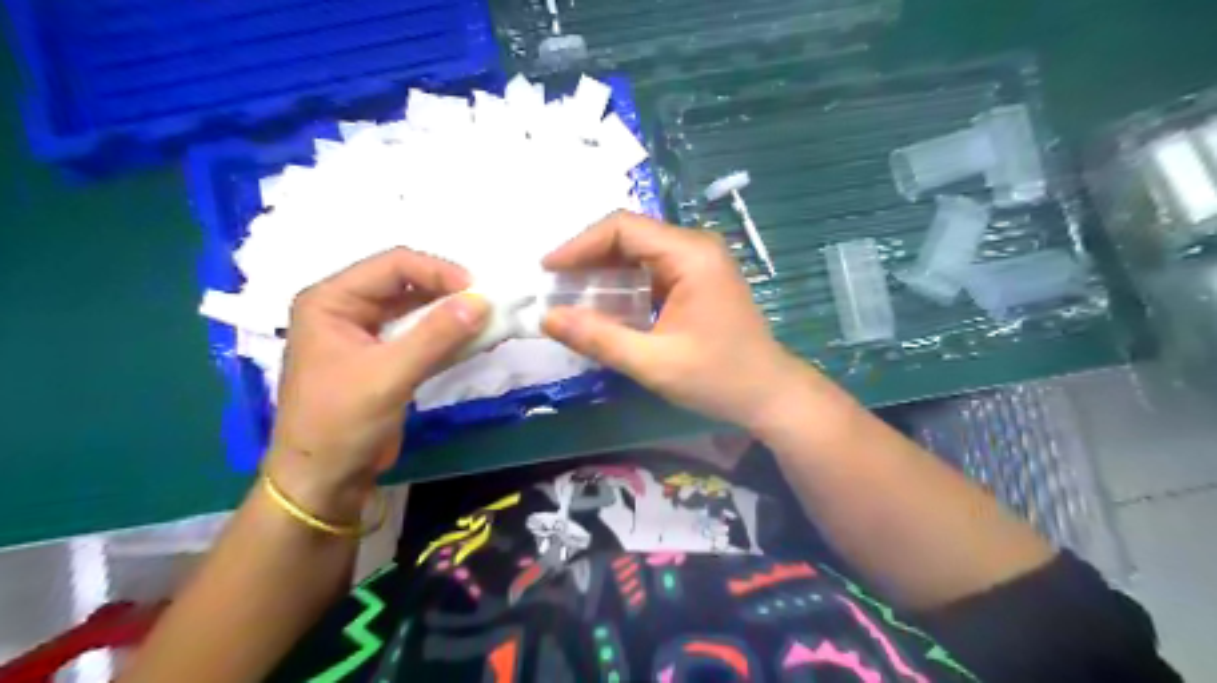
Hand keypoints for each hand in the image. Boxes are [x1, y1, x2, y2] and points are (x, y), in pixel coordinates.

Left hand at [270, 249, 489, 519]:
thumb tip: (481, 301)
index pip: (393, 265)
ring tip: (489, 320)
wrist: (325, 480)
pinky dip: (449, 336)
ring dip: (452, 314)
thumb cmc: (341, 423)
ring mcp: (368, 334)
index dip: (438, 271)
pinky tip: (476, 339)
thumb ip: (435, 336)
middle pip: (407, 283)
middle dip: (448, 291)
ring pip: (418, 309)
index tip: (477, 290)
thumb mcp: (388, 375)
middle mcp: (348, 308)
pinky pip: (422, 335)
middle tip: (488, 304)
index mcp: (332, 300)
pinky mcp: (386, 358)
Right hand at [543, 212, 805, 429]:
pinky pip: (652, 270)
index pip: (623, 228)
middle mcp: (696, 247)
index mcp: (690, 255)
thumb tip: (547, 317)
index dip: (580, 245)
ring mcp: (699, 262)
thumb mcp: (653, 363)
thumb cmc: (718, 378)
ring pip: (639, 252)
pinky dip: (623, 283)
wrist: (770, 395)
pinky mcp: (698, 280)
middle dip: (588, 257)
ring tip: (570, 293)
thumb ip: (599, 338)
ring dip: (604, 270)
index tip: (547, 269)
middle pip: (630, 235)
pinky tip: (604, 304)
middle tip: (554, 284)